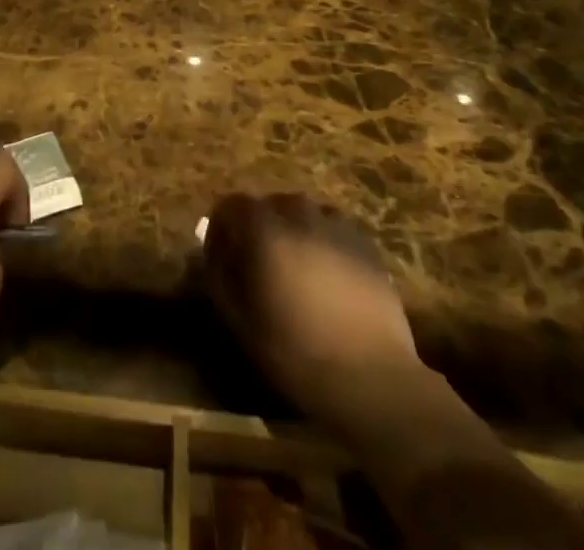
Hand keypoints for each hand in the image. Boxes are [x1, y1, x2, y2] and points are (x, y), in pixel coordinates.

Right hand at [203, 192, 418, 439]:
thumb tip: (212, 247)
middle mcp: (297, 213)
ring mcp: (335, 224)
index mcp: (263, 228)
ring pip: (302, 214)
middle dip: (259, 228)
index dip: (222, 229)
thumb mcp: (240, 320)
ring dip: (293, 232)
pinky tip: (328, 277)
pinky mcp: (364, 242)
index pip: (230, 205)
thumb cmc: (296, 352)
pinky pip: (332, 229)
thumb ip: (219, 274)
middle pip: (268, 206)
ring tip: (297, 271)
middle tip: (260, 267)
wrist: (372, 379)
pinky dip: (323, 242)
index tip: (223, 259)